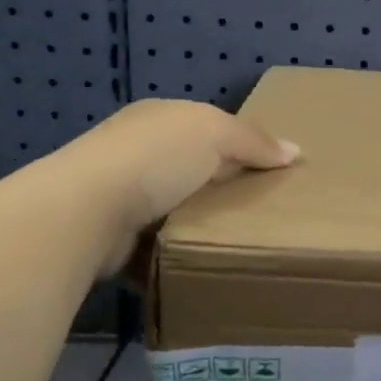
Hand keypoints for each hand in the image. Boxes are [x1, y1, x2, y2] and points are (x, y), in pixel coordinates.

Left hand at [45, 100, 298, 272]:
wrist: (86, 211)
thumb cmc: (155, 159)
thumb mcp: (214, 133)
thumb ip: (254, 141)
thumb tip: (294, 151)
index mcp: (159, 119)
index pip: (207, 127)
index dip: (240, 145)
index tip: (271, 170)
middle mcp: (136, 151)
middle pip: (192, 168)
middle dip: (222, 186)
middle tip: (262, 208)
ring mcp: (120, 195)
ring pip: (176, 207)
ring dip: (199, 221)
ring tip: (239, 238)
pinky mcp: (114, 237)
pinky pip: (157, 244)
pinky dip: (177, 252)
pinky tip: (202, 260)